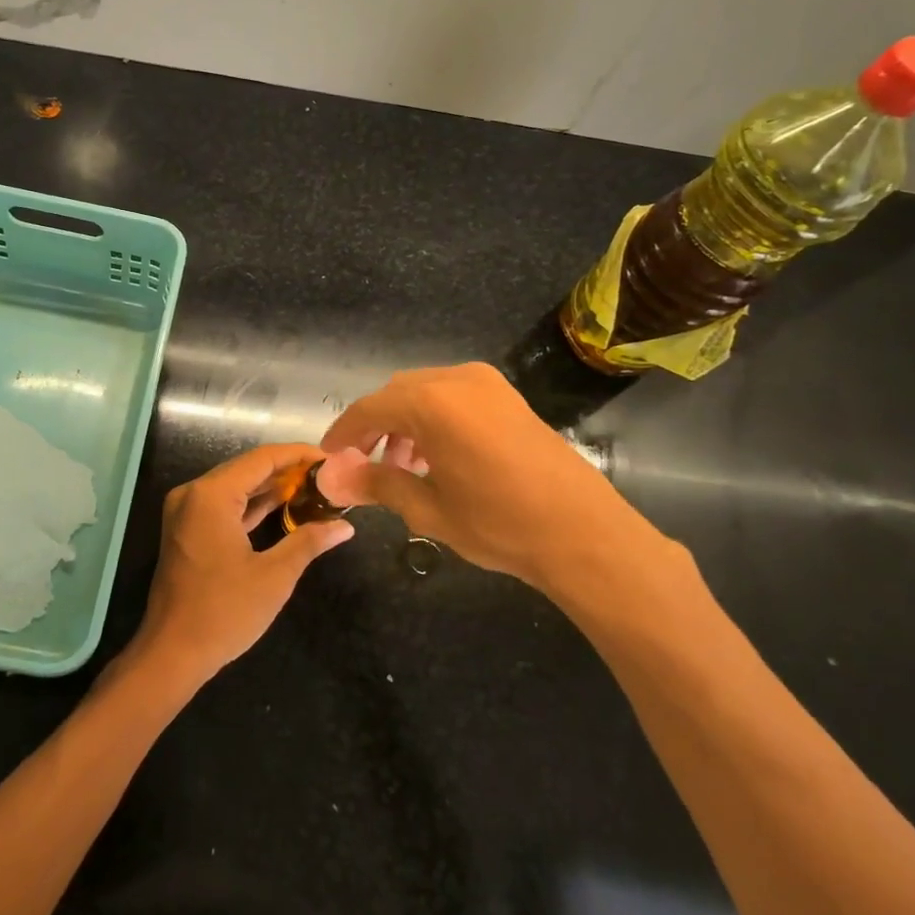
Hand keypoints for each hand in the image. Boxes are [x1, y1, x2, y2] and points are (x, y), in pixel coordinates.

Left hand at [130, 443, 355, 686]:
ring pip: (236, 487)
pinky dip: (252, 506)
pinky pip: (224, 506)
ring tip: (314, 488)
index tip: (331, 458)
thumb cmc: (224, 612)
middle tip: (328, 475)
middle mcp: (193, 494)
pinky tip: (284, 507)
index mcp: (210, 495)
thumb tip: (344, 526)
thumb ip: (309, 542)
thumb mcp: (274, 576)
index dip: (298, 455)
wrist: (172, 653)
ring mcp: (186, 512)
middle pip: (247, 469)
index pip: (261, 459)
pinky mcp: (186, 530)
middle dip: (287, 471)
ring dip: (271, 488)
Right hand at [317, 362, 682, 608]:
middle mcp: (458, 379)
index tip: (329, 456)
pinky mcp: (509, 397)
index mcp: (432, 403)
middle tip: (364, 464)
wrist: (584, 534)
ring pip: (425, 391)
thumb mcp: (428, 509)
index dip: (344, 433)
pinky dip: (433, 418)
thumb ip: (377, 484)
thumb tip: (333, 479)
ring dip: (404, 421)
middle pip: (397, 394)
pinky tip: (436, 456)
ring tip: (401, 466)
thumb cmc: (499, 523)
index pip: (369, 408)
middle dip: (375, 426)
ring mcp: (489, 384)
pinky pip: (454, 396)